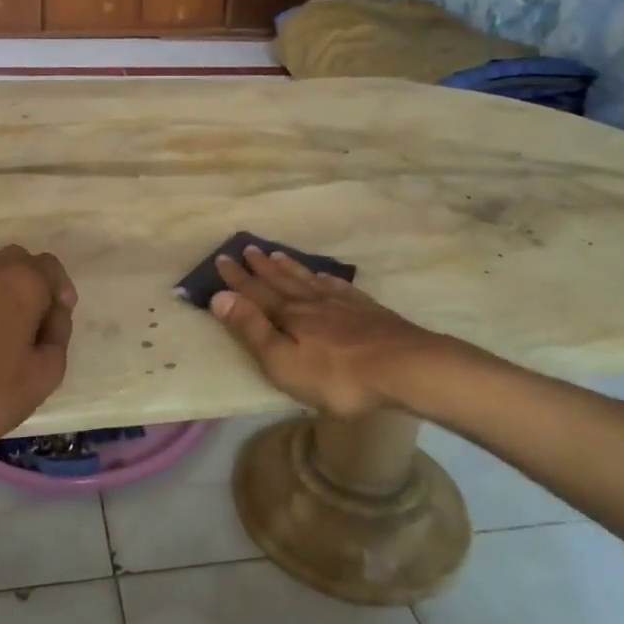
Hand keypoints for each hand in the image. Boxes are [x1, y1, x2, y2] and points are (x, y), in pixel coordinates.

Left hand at [0, 246, 76, 460]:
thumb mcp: (46, 372)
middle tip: (34, 324)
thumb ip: (58, 334)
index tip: (58, 320)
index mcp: (19, 279)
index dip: (61, 291)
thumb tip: (52, 314)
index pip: (50, 267)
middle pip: (16, 262)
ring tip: (1, 335)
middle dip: (31, 285)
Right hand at [207, 248, 455, 418]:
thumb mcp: (283, 362)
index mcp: (288, 316)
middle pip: (281, 281)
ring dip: (288, 267)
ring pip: (308, 279)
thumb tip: (219, 297)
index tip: (221, 259)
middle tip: (246, 248)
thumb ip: (251, 329)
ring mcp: (341, 304)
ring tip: (275, 254)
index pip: (255, 293)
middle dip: (260, 267)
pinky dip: (324, 278)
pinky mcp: (366, 310)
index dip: (236, 278)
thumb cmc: (338, 375)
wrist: (404, 367)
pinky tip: (323, 275)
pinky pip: (338, 287)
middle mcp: (311, 302)